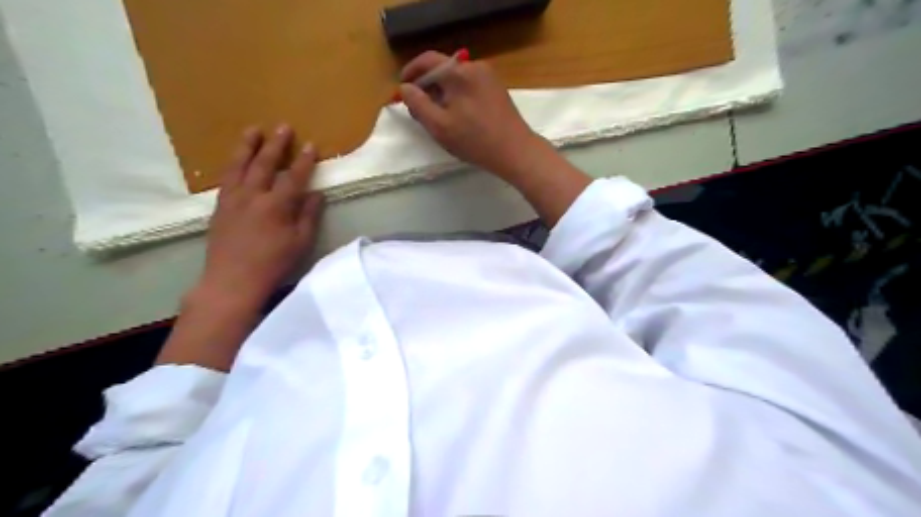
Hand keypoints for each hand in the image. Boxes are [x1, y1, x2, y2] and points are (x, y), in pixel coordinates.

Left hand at [195, 125, 322, 311]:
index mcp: (276, 206)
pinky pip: (226, 178)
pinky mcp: (219, 207)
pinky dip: (232, 164)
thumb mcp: (300, 242)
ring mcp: (232, 200)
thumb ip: (308, 215)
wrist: (232, 281)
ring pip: (239, 166)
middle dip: (276, 144)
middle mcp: (252, 196)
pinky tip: (236, 160)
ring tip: (252, 130)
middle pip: (264, 164)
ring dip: (247, 146)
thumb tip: (316, 194)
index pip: (293, 177)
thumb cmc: (273, 264)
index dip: (304, 160)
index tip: (311, 145)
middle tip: (283, 126)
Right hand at [400, 48, 548, 176]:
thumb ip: (418, 104)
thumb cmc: (475, 140)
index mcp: (460, 72)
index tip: (402, 89)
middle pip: (443, 70)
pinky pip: (469, 86)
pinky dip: (457, 96)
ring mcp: (489, 77)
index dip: (411, 72)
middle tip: (418, 110)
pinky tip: (456, 117)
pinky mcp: (496, 89)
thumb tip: (405, 88)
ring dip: (441, 93)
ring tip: (436, 117)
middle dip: (426, 87)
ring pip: (456, 80)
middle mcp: (475, 67)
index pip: (428, 60)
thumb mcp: (439, 126)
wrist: (515, 151)